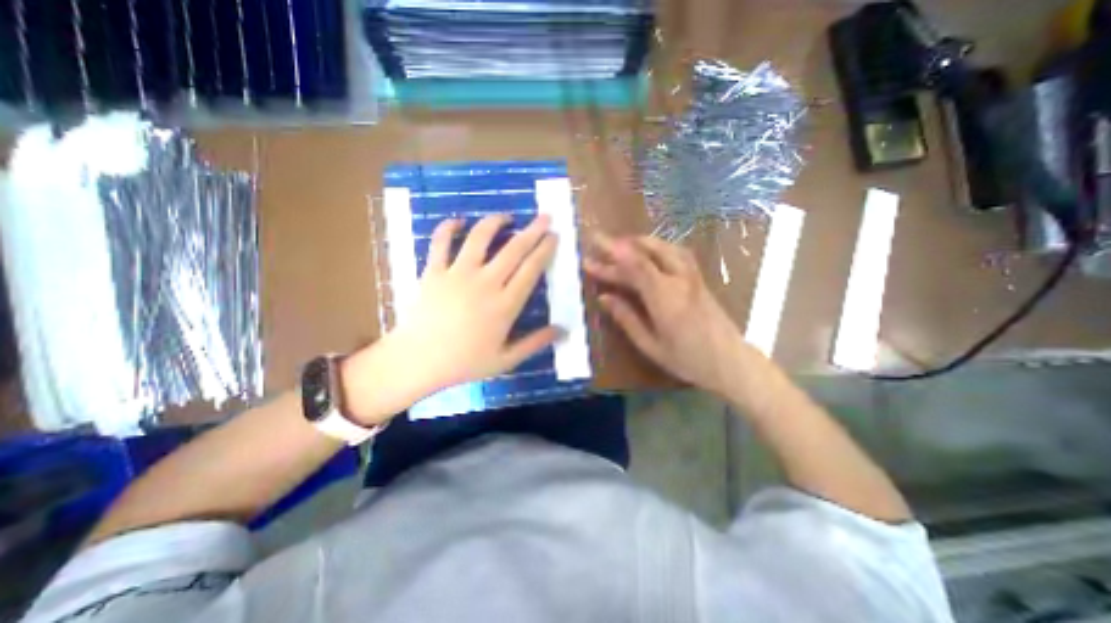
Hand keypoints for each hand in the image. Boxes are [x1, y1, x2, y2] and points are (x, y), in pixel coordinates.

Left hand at [344, 214, 560, 421]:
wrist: (417, 361)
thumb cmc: (464, 363)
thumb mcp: (506, 360)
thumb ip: (536, 343)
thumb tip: (564, 331)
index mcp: (505, 305)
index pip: (531, 269)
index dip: (545, 250)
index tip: (554, 236)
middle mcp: (485, 283)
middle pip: (514, 249)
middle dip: (533, 230)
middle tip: (544, 217)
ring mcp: (457, 274)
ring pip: (479, 238)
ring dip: (495, 222)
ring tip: (506, 216)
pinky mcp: (434, 271)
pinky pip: (440, 242)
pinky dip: (448, 227)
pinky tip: (457, 221)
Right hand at [582, 233, 764, 399]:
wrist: (731, 362)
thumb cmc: (687, 360)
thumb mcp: (650, 345)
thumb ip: (627, 318)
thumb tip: (604, 298)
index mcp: (665, 298)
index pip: (633, 268)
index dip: (610, 259)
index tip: (590, 255)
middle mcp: (679, 280)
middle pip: (647, 252)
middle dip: (620, 245)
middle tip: (599, 243)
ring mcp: (692, 277)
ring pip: (665, 247)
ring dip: (641, 242)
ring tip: (622, 243)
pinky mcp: (699, 279)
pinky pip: (677, 253)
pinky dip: (658, 247)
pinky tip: (651, 251)